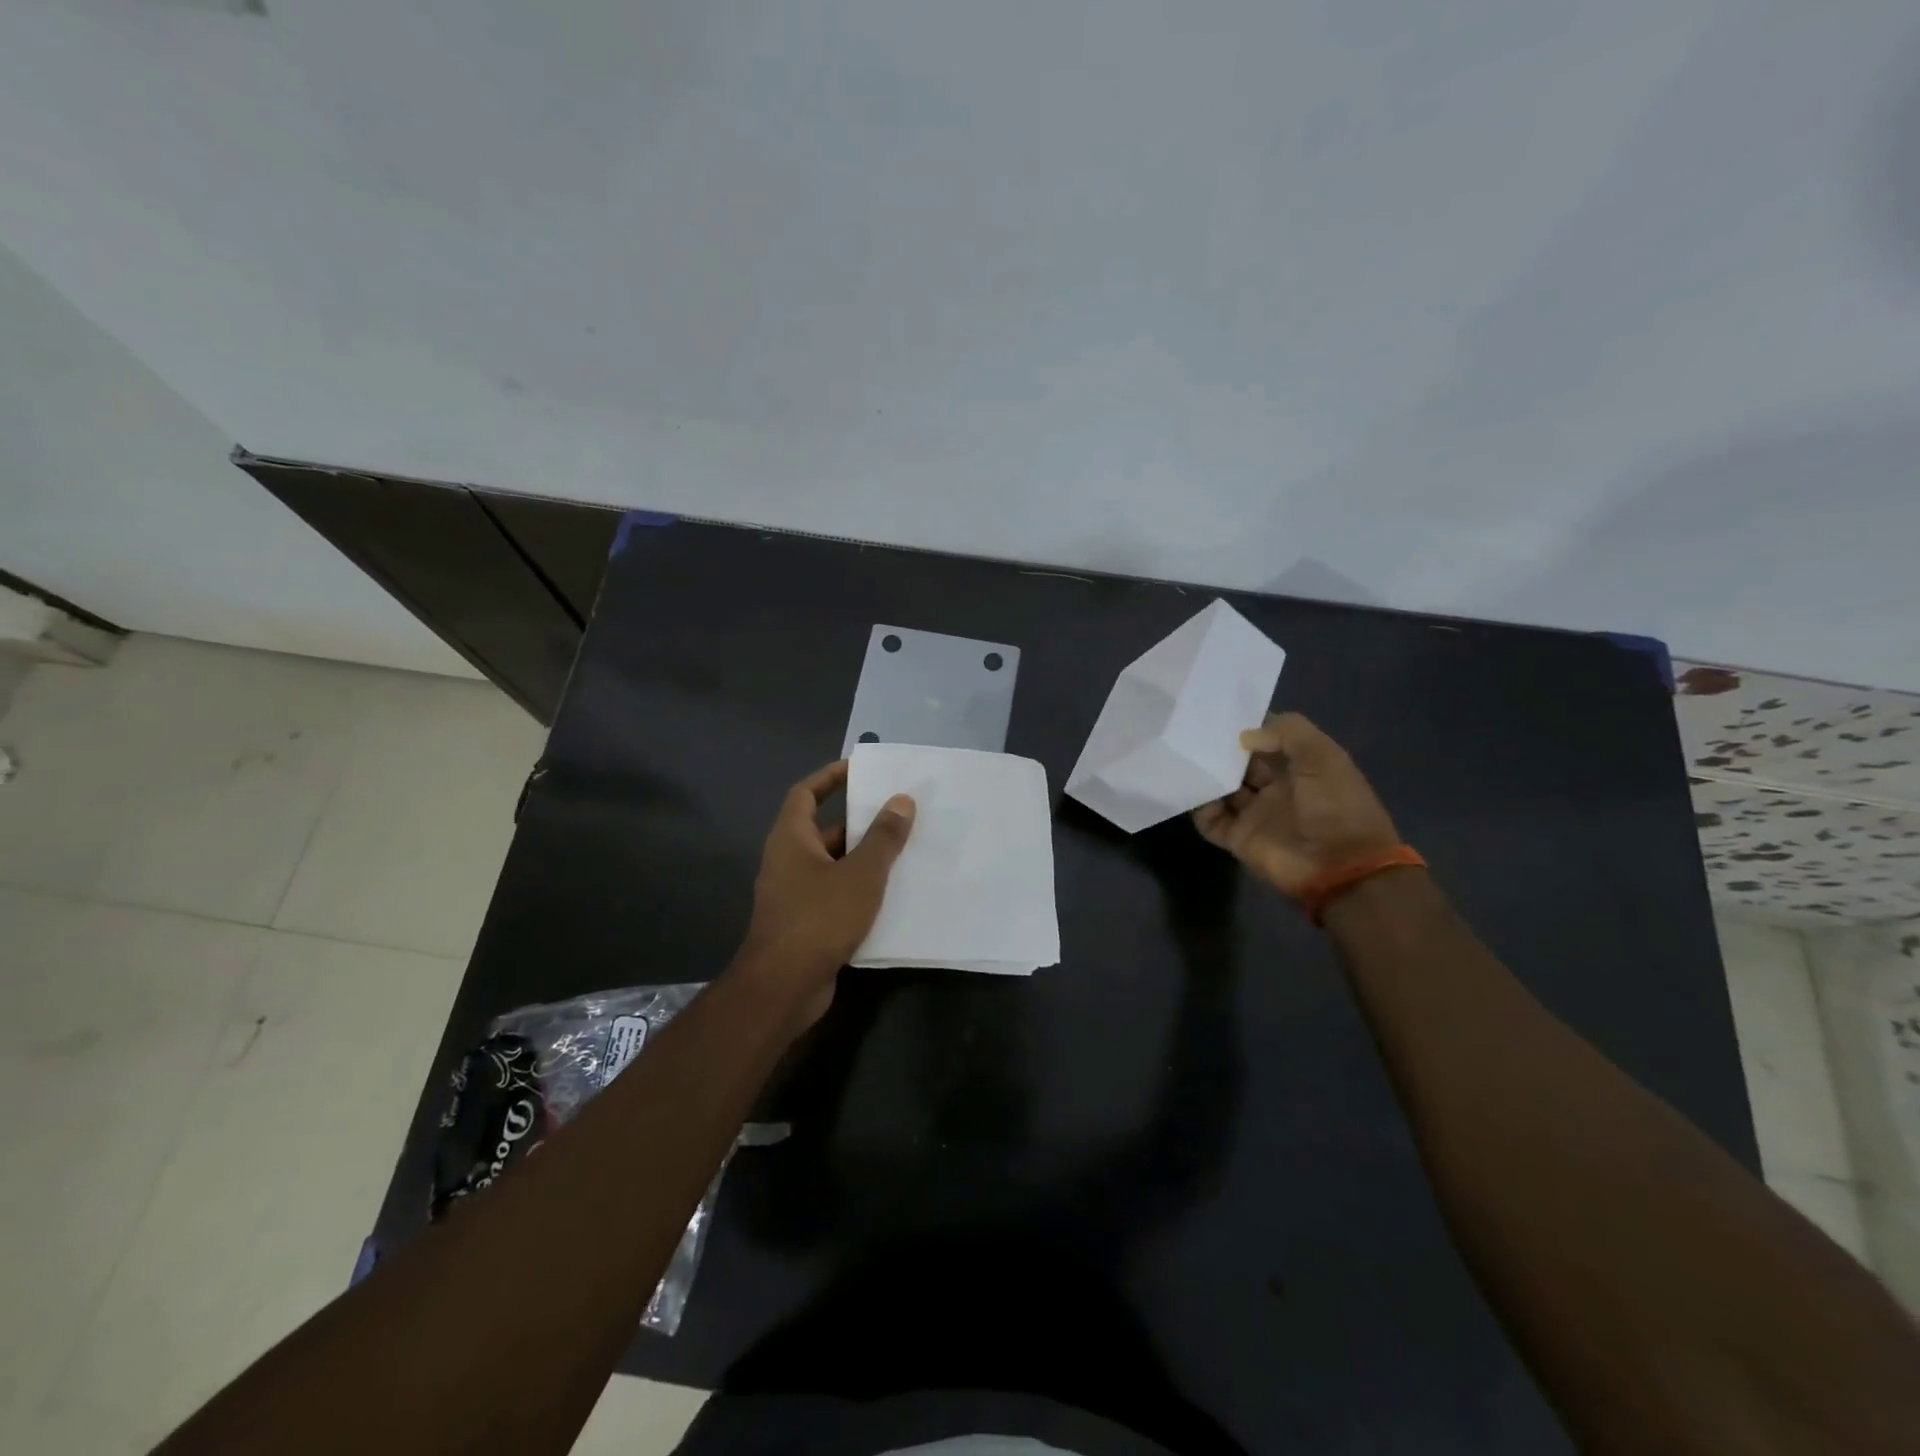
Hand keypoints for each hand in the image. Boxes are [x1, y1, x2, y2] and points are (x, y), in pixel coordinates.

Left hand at [737, 761, 914, 1009]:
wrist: (783, 987)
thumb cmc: (819, 918)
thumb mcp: (861, 873)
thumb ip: (883, 837)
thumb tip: (901, 800)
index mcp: (791, 838)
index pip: (805, 793)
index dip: (830, 776)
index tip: (859, 768)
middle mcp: (787, 861)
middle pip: (823, 830)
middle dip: (858, 821)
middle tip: (898, 814)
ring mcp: (793, 894)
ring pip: (833, 865)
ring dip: (863, 858)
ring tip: (904, 851)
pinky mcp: (804, 923)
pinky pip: (834, 894)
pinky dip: (859, 889)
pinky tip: (891, 895)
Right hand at [1192, 713, 1400, 897]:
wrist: (1340, 867)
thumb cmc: (1337, 806)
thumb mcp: (1323, 757)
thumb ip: (1287, 733)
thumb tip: (1243, 738)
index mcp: (1300, 768)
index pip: (1267, 740)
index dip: (1248, 726)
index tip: (1219, 713)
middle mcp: (1276, 789)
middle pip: (1240, 764)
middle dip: (1221, 751)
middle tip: (1193, 733)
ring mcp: (1255, 814)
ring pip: (1222, 789)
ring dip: (1207, 776)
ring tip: (1186, 758)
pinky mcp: (1239, 838)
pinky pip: (1210, 820)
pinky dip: (1199, 807)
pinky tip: (1194, 791)